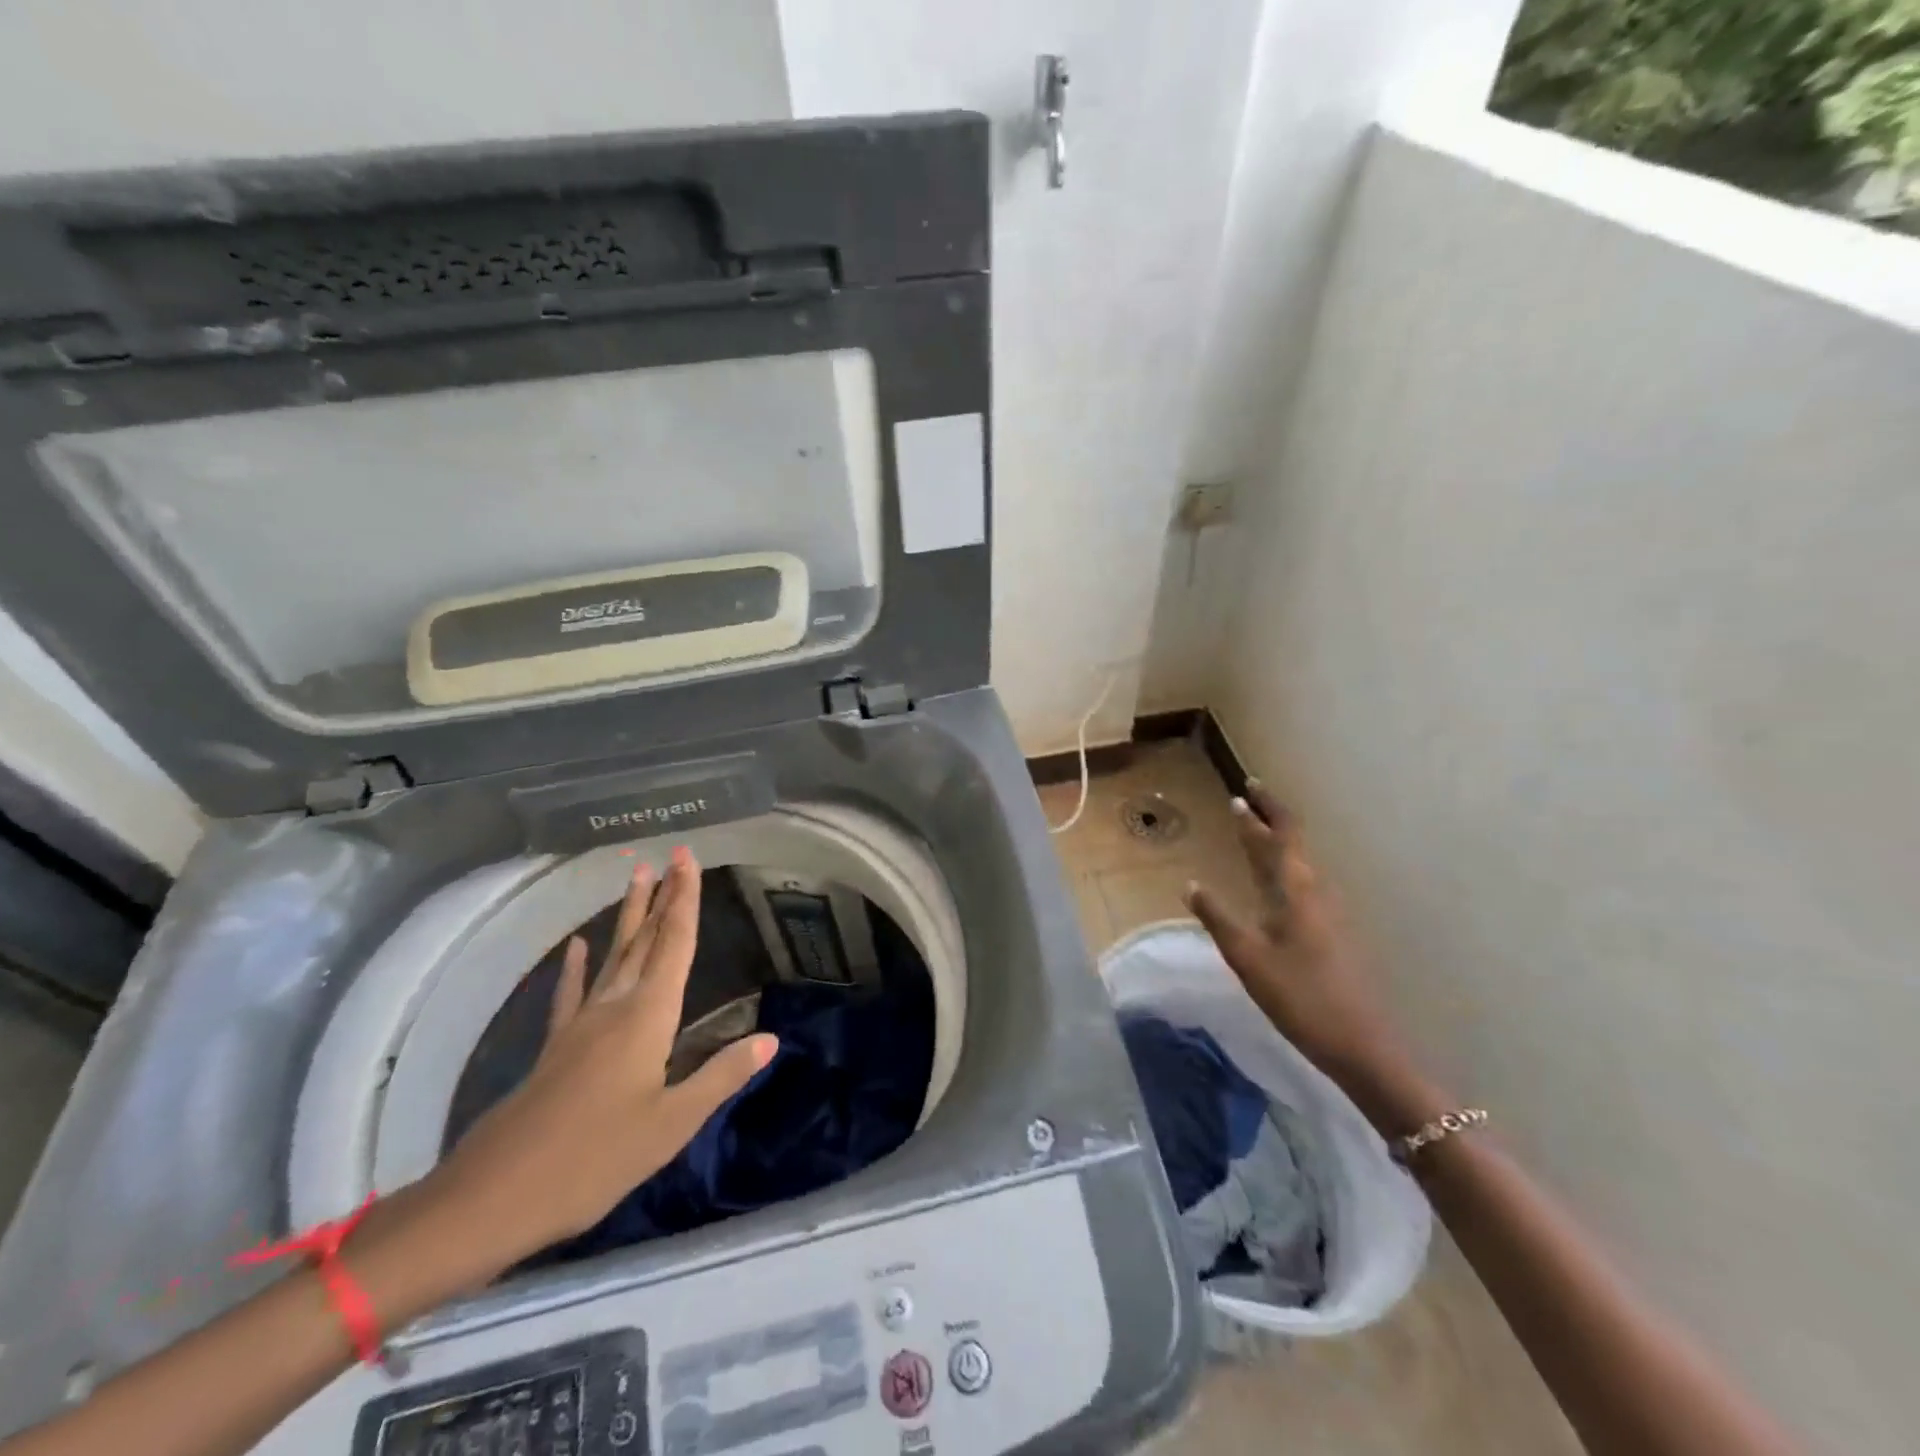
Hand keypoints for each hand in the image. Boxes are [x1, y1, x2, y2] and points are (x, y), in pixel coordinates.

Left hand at [419, 848, 776, 1272]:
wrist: (493, 1198)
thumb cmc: (594, 1160)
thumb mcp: (671, 1124)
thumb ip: (721, 1076)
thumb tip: (770, 1038)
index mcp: (647, 1018)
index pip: (674, 945)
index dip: (684, 900)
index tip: (688, 859)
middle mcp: (615, 1008)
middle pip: (645, 941)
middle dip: (662, 897)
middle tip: (671, 856)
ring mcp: (580, 1025)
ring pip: (613, 957)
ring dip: (628, 917)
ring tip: (635, 877)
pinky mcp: (556, 1048)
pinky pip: (572, 994)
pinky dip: (577, 967)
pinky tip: (579, 946)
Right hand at [1183, 783, 1445, 1133]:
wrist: (1363, 1044)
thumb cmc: (1300, 998)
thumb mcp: (1248, 959)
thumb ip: (1218, 918)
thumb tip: (1190, 884)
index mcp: (1295, 890)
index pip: (1279, 835)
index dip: (1260, 811)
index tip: (1241, 791)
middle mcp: (1316, 892)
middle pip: (1293, 842)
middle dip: (1270, 817)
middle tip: (1247, 798)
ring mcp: (1329, 912)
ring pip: (1300, 863)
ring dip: (1278, 841)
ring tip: (1255, 832)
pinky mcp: (1332, 931)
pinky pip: (1304, 883)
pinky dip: (1284, 867)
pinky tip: (1275, 882)